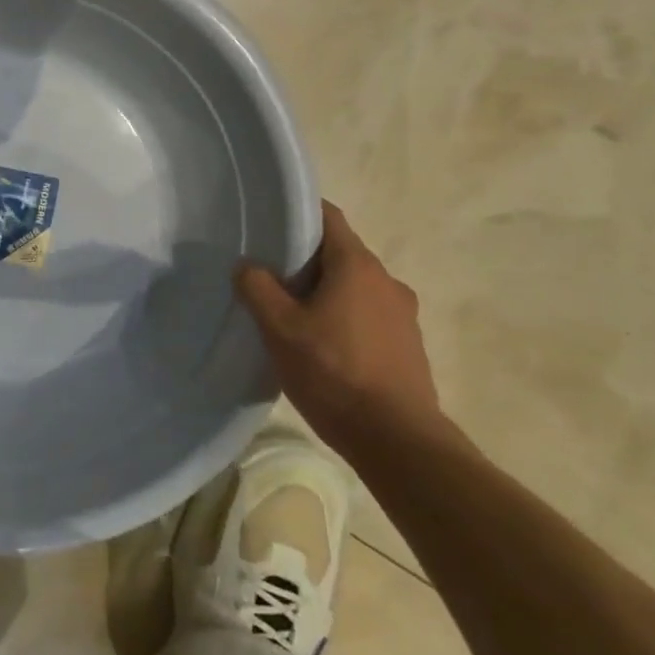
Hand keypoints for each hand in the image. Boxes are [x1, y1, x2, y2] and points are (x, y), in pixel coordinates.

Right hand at [236, 200, 442, 443]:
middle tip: (269, 278)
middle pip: (339, 253)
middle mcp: (386, 280)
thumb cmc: (334, 373)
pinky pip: (368, 315)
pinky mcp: (408, 344)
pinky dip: (344, 318)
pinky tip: (323, 348)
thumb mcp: (280, 329)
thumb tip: (247, 266)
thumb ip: (258, 289)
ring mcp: (403, 313)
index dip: (297, 215)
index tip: (268, 227)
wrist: (397, 440)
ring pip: (354, 286)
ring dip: (325, 293)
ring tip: (293, 317)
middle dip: (304, 261)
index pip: (328, 216)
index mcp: (357, 265)